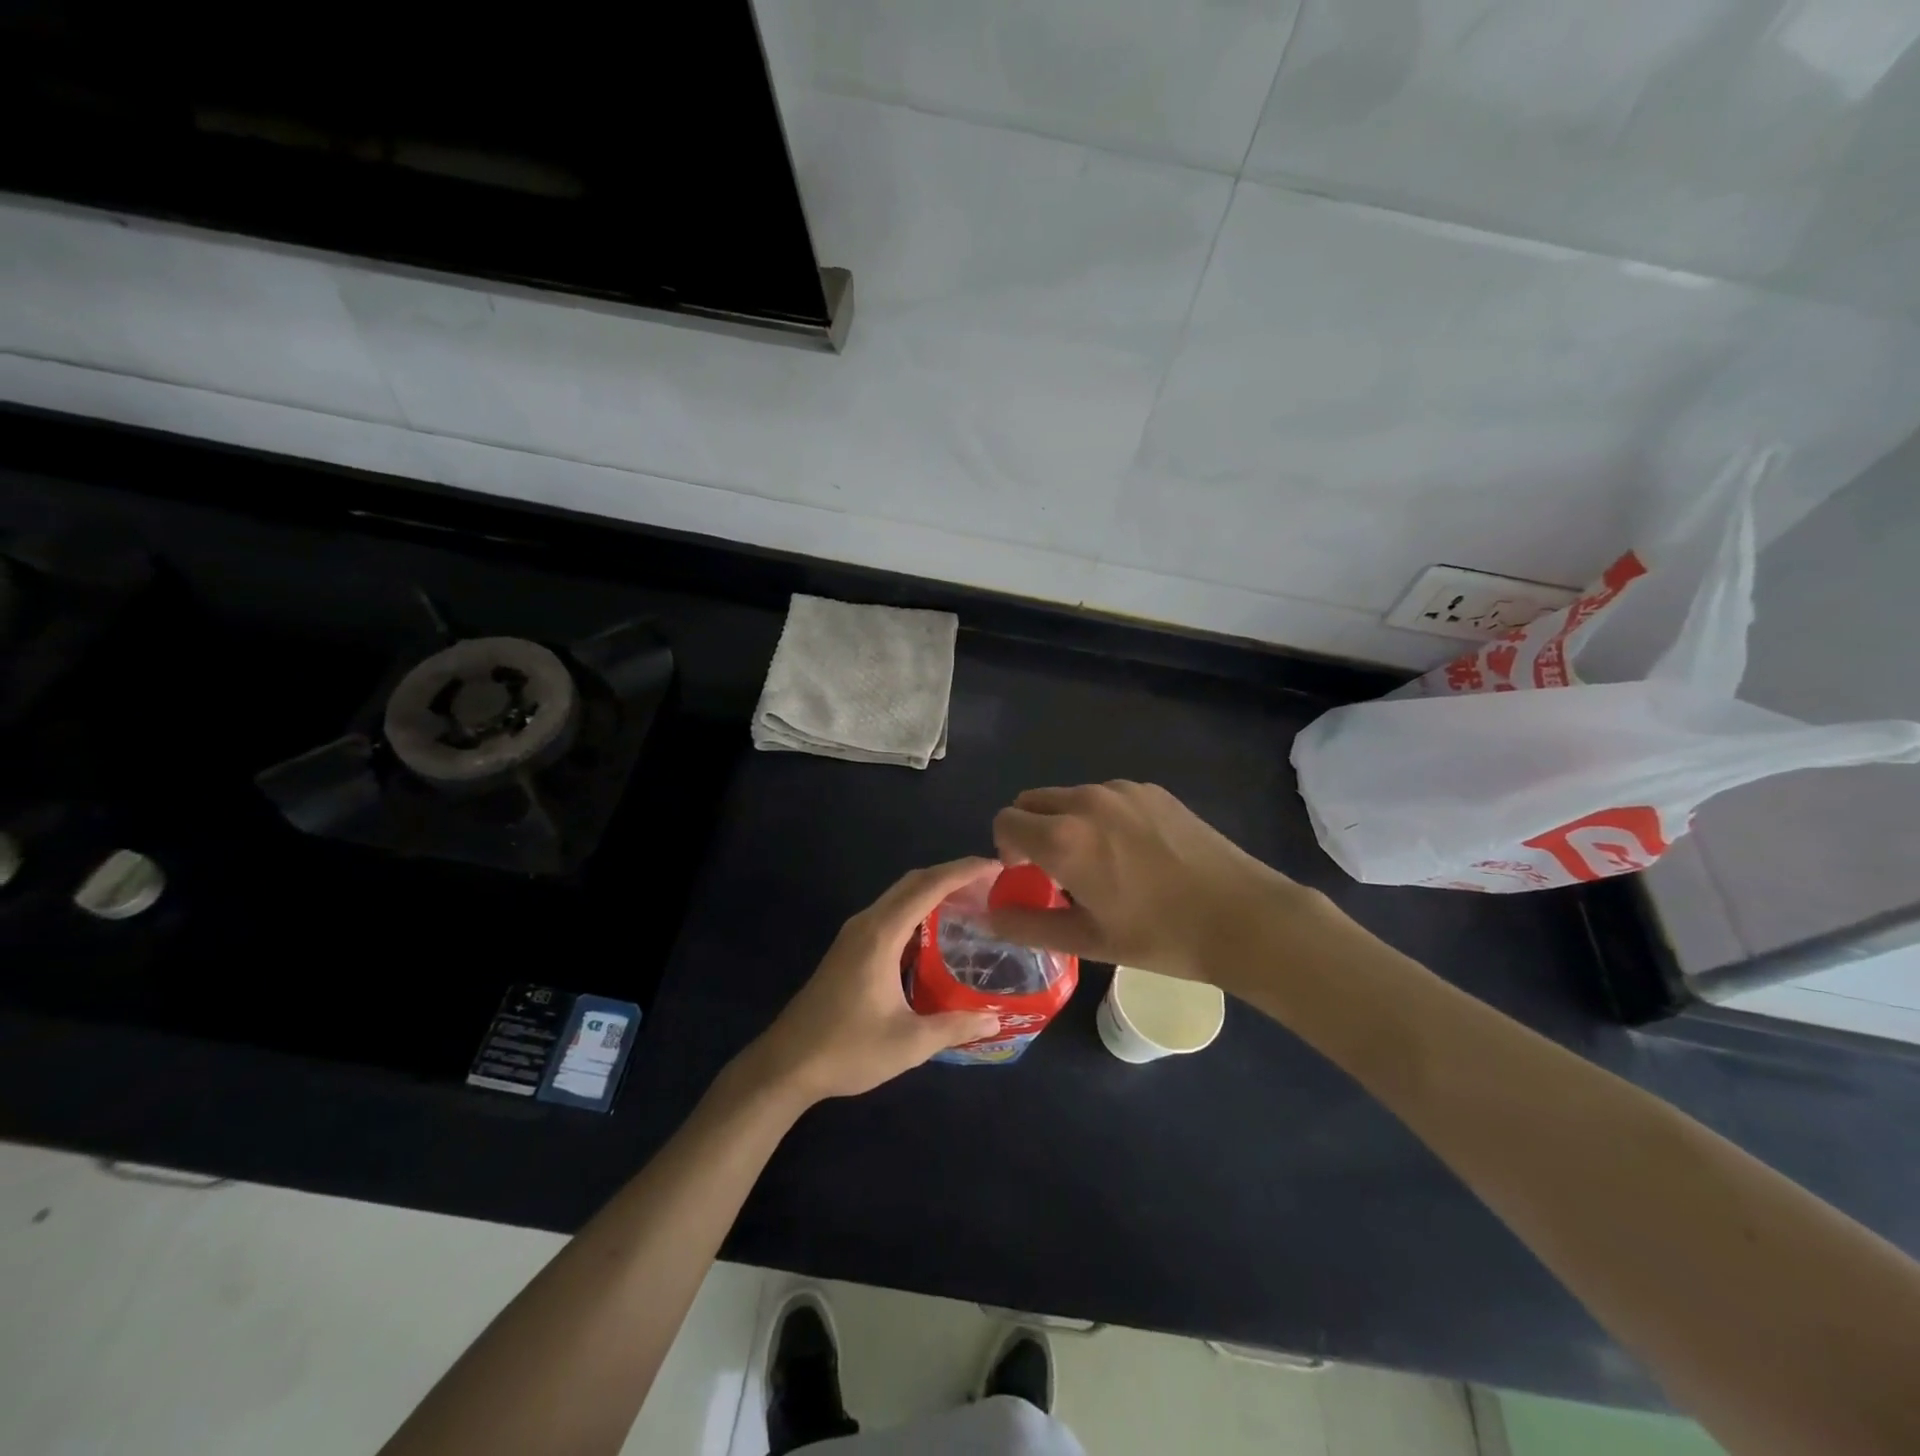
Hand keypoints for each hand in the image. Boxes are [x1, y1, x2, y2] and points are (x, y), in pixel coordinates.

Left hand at [742, 859, 1003, 1105]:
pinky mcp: (849, 948)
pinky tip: (937, 932)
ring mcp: (854, 934)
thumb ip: (954, 1027)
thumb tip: (995, 1021)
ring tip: (972, 902)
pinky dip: (919, 909)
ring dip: (934, 891)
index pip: (929, 886)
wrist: (786, 1064)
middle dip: (953, 875)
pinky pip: (891, 913)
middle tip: (992, 884)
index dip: (964, 871)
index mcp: (881, 934)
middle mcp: (867, 923)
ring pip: (900, 896)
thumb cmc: (847, 1049)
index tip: (997, 866)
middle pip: (914, 882)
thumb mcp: (909, 1043)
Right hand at [985, 781, 1342, 992]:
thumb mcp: (1087, 940)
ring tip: (1100, 863)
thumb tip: (988, 916)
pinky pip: (1105, 796)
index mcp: (1063, 838)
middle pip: (1032, 801)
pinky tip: (1134, 852)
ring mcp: (1122, 791)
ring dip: (1065, 822)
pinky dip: (1100, 816)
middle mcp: (1086, 802)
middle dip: (1030, 830)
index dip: (1006, 849)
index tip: (1028, 876)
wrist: (1242, 916)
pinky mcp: (1152, 790)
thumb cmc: (1160, 936)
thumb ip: (1027, 925)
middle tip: (1056, 870)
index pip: (1005, 821)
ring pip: (1069, 797)